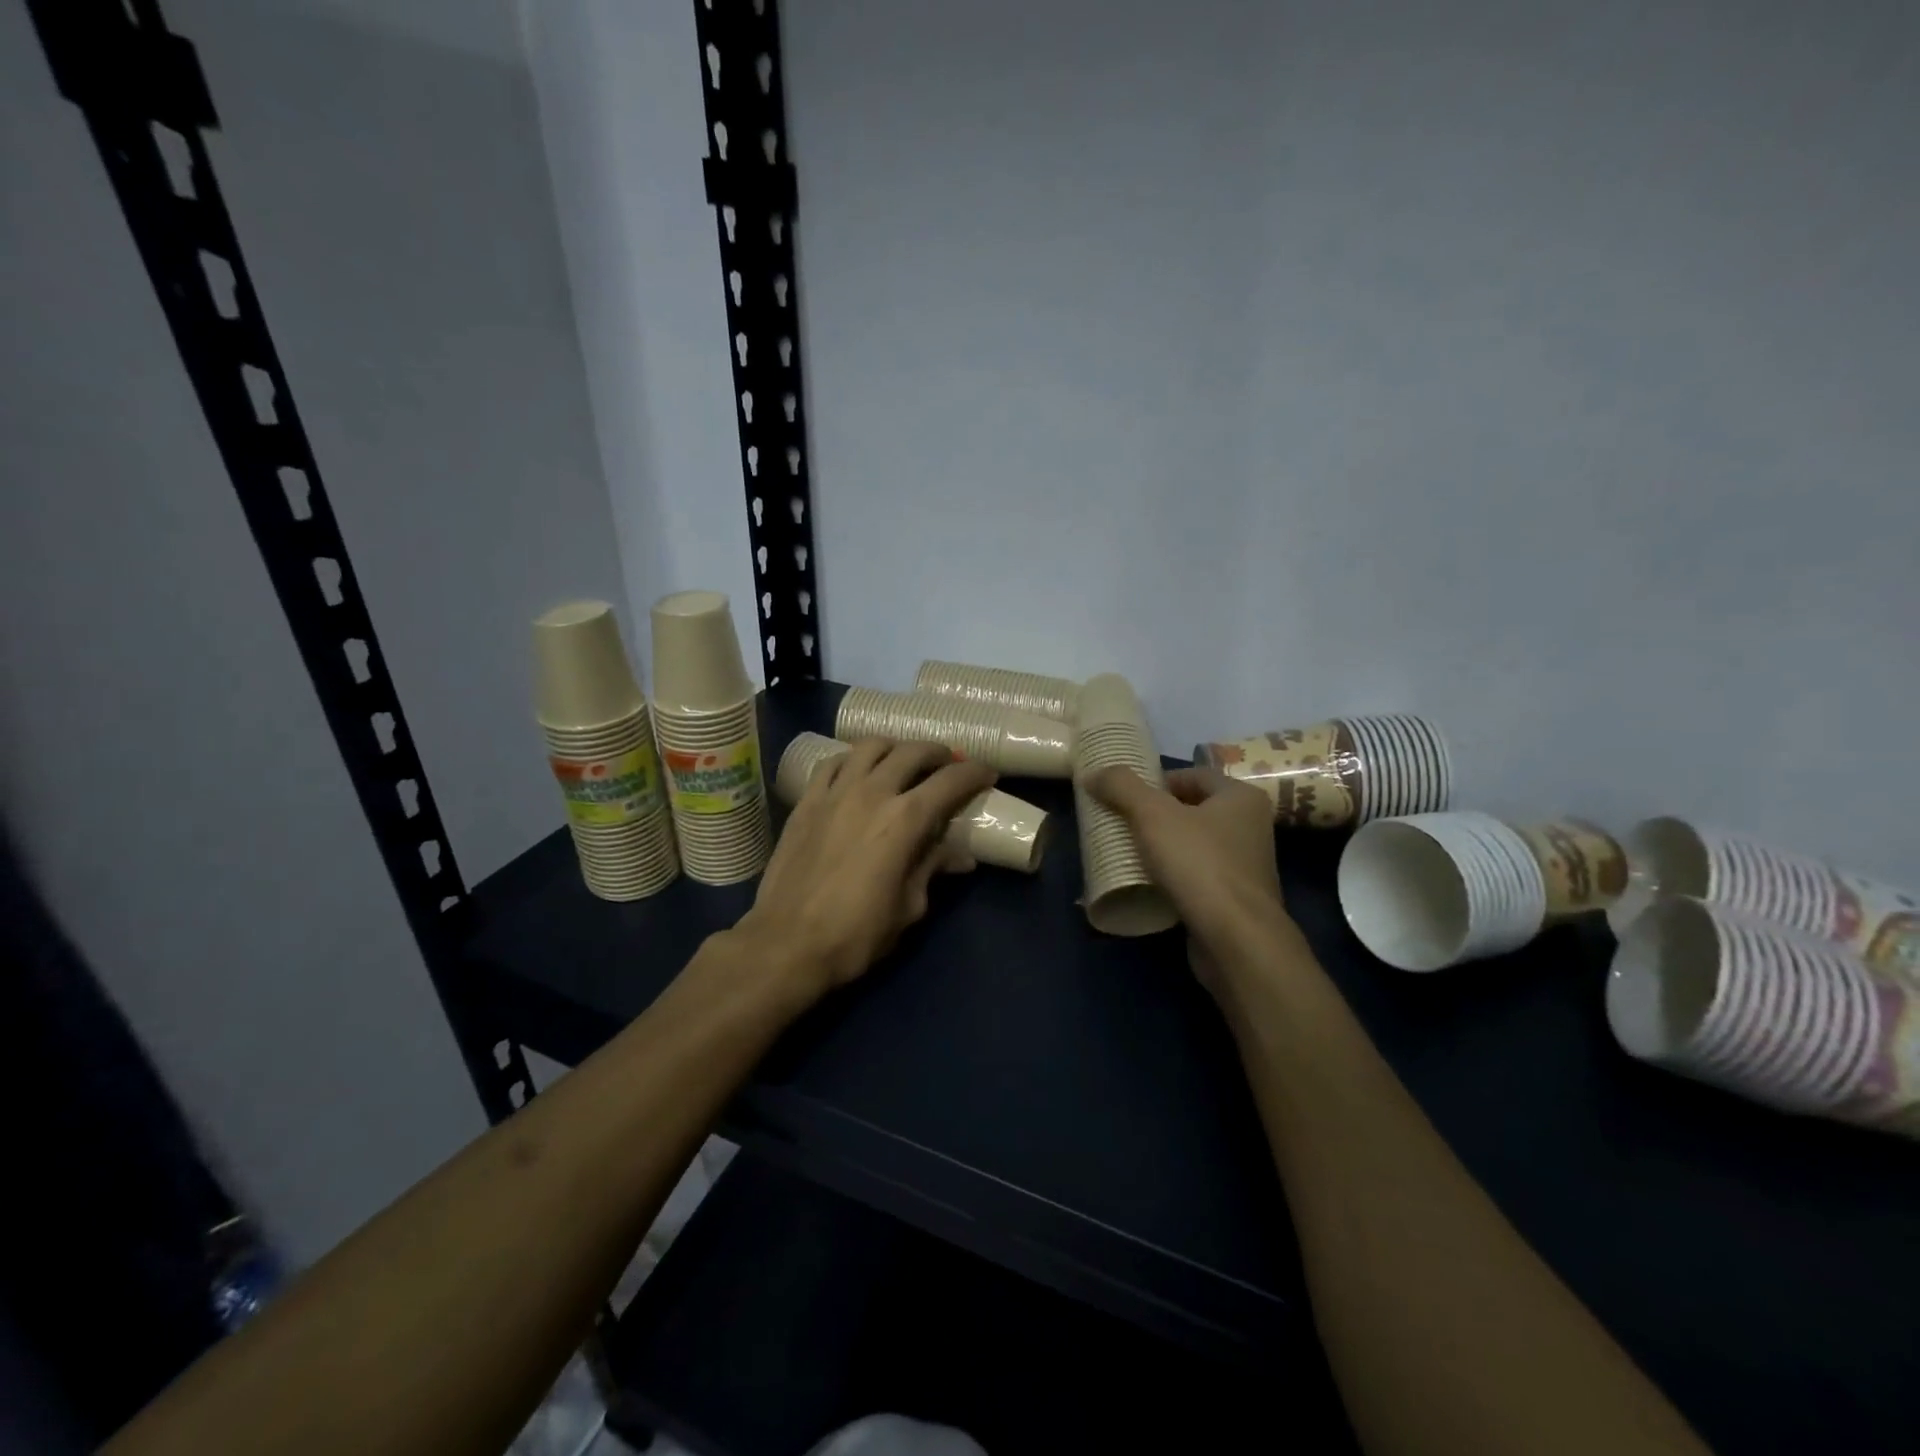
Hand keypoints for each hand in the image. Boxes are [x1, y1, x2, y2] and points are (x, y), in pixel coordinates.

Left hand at [739, 738, 996, 1000]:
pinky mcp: (806, 801)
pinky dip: (853, 760)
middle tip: (948, 764)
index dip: (974, 773)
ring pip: (870, 747)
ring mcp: (835, 792)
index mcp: (905, 820)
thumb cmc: (855, 934)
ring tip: (903, 761)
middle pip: (912, 752)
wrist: (786, 943)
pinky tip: (858, 772)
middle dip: (938, 753)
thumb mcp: (908, 906)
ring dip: (895, 748)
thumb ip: (932, 869)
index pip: (950, 781)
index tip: (987, 774)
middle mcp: (873, 793)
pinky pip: (833, 763)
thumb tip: (960, 856)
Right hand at [1088, 765, 1292, 994]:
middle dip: (1157, 815)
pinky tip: (1149, 885)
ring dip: (1164, 848)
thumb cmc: (1199, 864)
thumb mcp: (1152, 815)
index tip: (1125, 796)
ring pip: (1195, 845)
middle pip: (1193, 810)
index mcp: (1241, 797)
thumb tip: (1093, 772)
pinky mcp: (1236, 900)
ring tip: (1129, 854)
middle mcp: (1251, 827)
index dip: (1157, 781)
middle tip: (1122, 823)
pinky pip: (1198, 877)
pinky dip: (1174, 877)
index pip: (1194, 775)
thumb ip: (1121, 787)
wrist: (1236, 940)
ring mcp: (1246, 866)